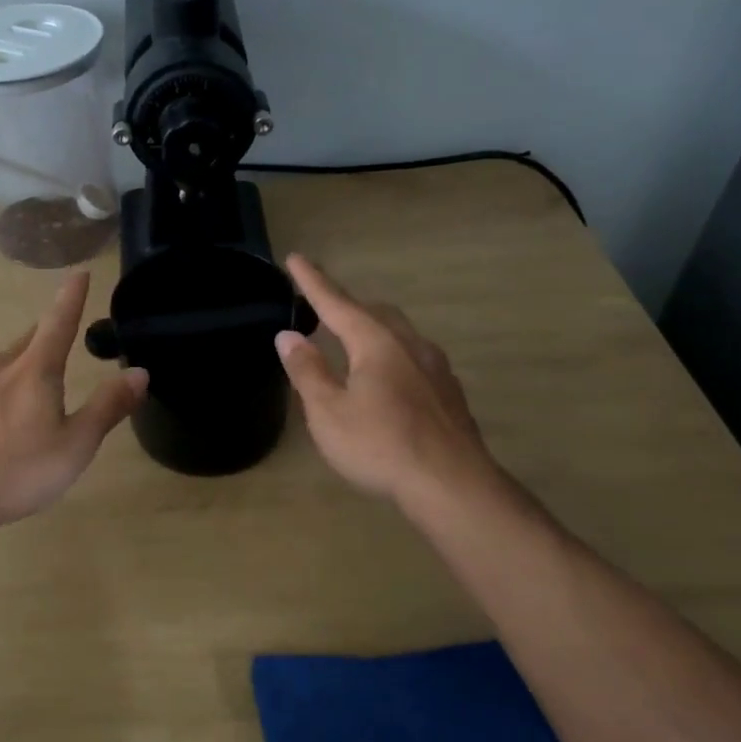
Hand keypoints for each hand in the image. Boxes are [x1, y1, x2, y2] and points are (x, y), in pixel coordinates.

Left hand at [0, 272, 147, 530]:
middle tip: (65, 337)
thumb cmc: (18, 470)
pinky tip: (1, 419)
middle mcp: (1, 366)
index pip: (59, 321)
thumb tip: (139, 372)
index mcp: (35, 370)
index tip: (80, 272)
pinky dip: (1, 392)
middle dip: (50, 334)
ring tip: (38, 386)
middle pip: (31, 340)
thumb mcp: (76, 444)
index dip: (72, 297)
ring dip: (25, 365)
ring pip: (6, 363)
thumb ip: (107, 407)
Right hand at [274, 255, 494, 503]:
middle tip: (321, 310)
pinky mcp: (448, 392)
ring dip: (371, 329)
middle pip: (374, 313)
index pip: (337, 303)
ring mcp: (435, 367)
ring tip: (351, 343)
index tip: (296, 258)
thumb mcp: (328, 412)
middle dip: (346, 306)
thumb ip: (307, 370)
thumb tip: (288, 336)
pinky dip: (390, 355)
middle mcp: (410, 344)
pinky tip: (386, 380)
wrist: (451, 483)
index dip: (313, 282)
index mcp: (376, 343)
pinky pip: (413, 357)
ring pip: (398, 334)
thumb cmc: (380, 445)